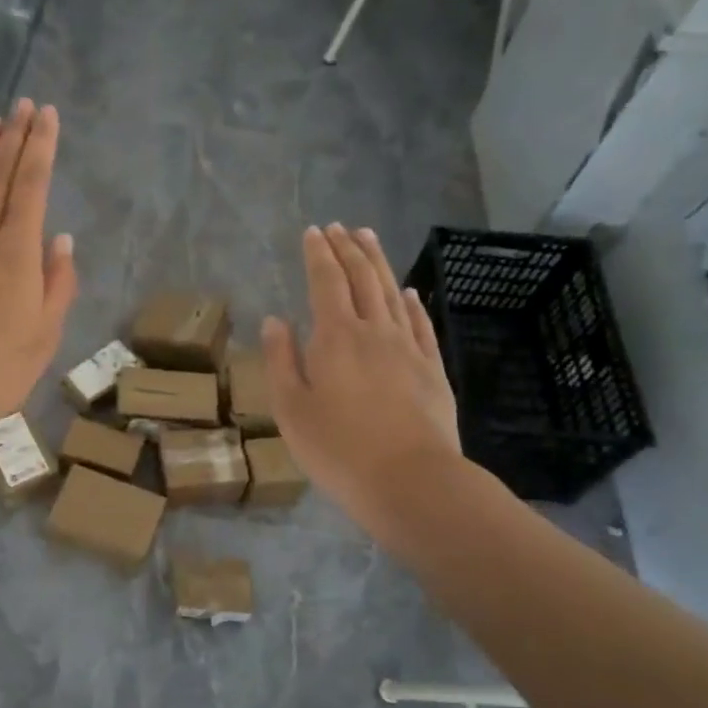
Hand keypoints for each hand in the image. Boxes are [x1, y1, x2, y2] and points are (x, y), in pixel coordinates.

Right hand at [262, 224, 462, 529]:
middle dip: (348, 249)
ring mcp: (408, 348)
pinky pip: (420, 324)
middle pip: (362, 278)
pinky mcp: (432, 369)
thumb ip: (281, 360)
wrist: (410, 481)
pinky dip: (412, 302)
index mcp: (335, 337)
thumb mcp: (291, 409)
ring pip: (392, 293)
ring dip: (379, 263)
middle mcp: (374, 331)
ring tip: (368, 239)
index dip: (319, 254)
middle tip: (340, 227)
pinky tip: (408, 292)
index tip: (313, 232)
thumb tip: (275, 320)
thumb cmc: (337, 449)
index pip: (326, 282)